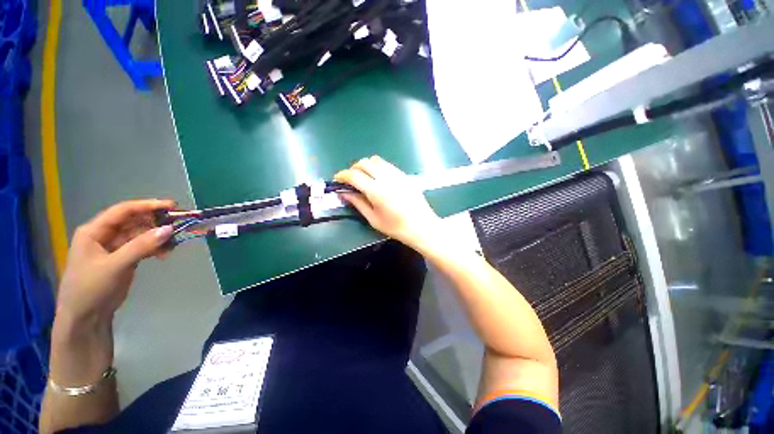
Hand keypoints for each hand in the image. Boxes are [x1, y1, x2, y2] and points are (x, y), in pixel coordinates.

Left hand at [56, 199, 174, 325]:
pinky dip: (155, 248)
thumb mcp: (115, 266)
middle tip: (179, 225)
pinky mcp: (124, 258)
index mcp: (94, 231)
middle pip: (134, 221)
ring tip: (174, 244)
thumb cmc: (91, 288)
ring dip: (158, 237)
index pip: (123, 211)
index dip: (147, 206)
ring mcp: (115, 247)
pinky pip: (143, 247)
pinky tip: (165, 254)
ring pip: (141, 234)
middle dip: (156, 222)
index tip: (172, 206)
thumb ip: (141, 246)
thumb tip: (169, 229)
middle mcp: (104, 235)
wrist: (85, 317)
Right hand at [334, 156, 442, 251]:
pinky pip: (387, 164)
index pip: (354, 175)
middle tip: (351, 180)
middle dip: (353, 168)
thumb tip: (343, 193)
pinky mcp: (404, 175)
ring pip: (376, 160)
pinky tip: (378, 179)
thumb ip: (358, 203)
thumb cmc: (396, 227)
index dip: (342, 175)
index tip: (337, 180)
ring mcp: (397, 174)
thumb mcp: (373, 219)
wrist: (422, 226)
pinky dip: (378, 167)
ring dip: (366, 166)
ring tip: (364, 178)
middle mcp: (386, 178)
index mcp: (377, 191)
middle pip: (365, 163)